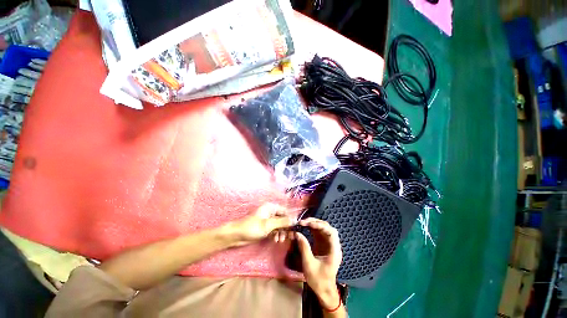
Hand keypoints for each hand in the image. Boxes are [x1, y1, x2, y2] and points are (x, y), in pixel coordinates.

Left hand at [226, 203, 294, 246]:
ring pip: (279, 225)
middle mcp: (270, 212)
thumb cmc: (252, 227)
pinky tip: (275, 240)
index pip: (285, 211)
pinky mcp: (265, 227)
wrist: (236, 235)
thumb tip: (295, 220)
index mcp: (271, 207)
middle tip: (289, 237)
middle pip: (283, 218)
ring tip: (280, 240)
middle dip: (286, 228)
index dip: (290, 219)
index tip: (295, 228)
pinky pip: (274, 229)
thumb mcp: (268, 225)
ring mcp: (267, 220)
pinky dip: (276, 234)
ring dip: (281, 232)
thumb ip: (282, 222)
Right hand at [295, 218, 341, 309]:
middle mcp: (333, 245)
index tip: (309, 224)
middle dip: (316, 222)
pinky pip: (319, 233)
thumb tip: (297, 233)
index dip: (321, 225)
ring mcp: (328, 244)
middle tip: (304, 222)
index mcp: (334, 251)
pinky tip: (305, 227)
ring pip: (323, 229)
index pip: (331, 232)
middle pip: (327, 228)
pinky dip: (312, 228)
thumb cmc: (318, 280)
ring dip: (314, 224)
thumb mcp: (309, 264)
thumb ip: (304, 248)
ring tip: (303, 223)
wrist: (324, 290)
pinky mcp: (323, 245)